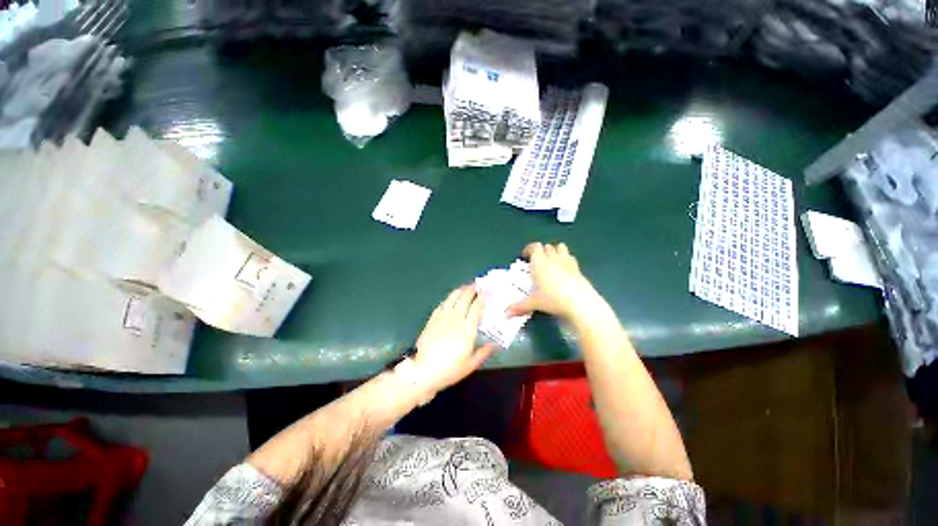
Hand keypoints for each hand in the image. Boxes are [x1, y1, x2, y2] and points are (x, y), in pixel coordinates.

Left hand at [414, 285, 496, 393]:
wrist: (423, 371)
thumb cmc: (449, 369)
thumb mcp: (471, 365)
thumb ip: (484, 352)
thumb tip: (495, 344)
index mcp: (467, 329)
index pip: (476, 308)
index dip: (482, 298)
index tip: (487, 292)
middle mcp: (455, 319)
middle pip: (464, 298)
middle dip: (472, 289)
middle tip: (478, 285)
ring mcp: (442, 317)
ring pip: (452, 298)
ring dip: (460, 290)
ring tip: (465, 287)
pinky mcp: (432, 319)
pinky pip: (442, 304)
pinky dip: (448, 299)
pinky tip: (451, 298)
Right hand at [507, 242, 600, 320]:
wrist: (580, 303)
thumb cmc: (553, 299)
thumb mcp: (535, 303)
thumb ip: (520, 307)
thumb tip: (505, 314)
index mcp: (540, 262)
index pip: (534, 247)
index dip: (529, 249)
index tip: (525, 256)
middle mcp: (553, 258)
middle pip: (547, 246)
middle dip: (541, 251)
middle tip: (537, 262)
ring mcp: (567, 262)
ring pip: (560, 247)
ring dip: (555, 251)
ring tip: (551, 262)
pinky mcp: (578, 268)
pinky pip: (571, 257)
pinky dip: (566, 260)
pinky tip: (564, 270)